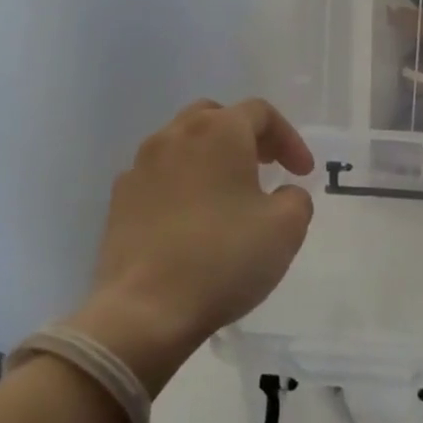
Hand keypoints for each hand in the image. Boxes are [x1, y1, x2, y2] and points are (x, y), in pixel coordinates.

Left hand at [73, 99, 315, 394]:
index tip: (303, 173)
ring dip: (211, 158)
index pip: (261, 113)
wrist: (145, 310)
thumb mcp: (286, 228)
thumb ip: (296, 198)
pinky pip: (159, 176)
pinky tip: (193, 219)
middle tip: (266, 167)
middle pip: (215, 117)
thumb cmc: (224, 259)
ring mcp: (140, 167)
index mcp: (218, 133)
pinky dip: (182, 184)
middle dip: (246, 136)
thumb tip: (282, 194)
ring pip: (182, 144)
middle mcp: (174, 136)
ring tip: (229, 194)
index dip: (289, 138)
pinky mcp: (119, 200)